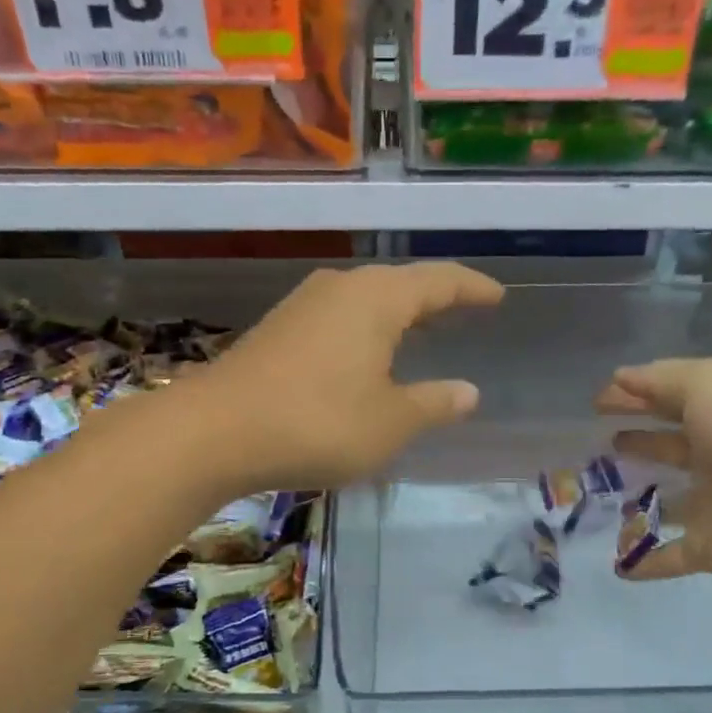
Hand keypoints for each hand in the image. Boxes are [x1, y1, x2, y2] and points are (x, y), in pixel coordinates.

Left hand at [191, 263, 504, 489]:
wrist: (214, 431)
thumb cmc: (317, 423)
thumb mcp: (390, 422)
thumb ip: (433, 403)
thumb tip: (468, 391)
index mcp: (377, 299)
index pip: (439, 281)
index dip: (472, 288)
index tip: (497, 296)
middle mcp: (341, 288)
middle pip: (400, 285)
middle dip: (435, 299)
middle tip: (464, 311)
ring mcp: (303, 305)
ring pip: (366, 301)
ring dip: (397, 315)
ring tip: (421, 332)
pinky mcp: (278, 329)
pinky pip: (338, 319)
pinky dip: (365, 331)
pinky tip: (366, 355)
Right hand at [596, 356, 711, 596]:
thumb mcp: (711, 385)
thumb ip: (663, 380)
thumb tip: (618, 378)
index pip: (672, 398)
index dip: (635, 395)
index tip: (596, 402)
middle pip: (672, 446)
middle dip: (641, 440)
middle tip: (601, 442)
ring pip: (671, 502)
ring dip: (643, 500)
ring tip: (601, 496)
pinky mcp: (710, 548)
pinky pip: (670, 555)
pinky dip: (645, 561)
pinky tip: (617, 565)